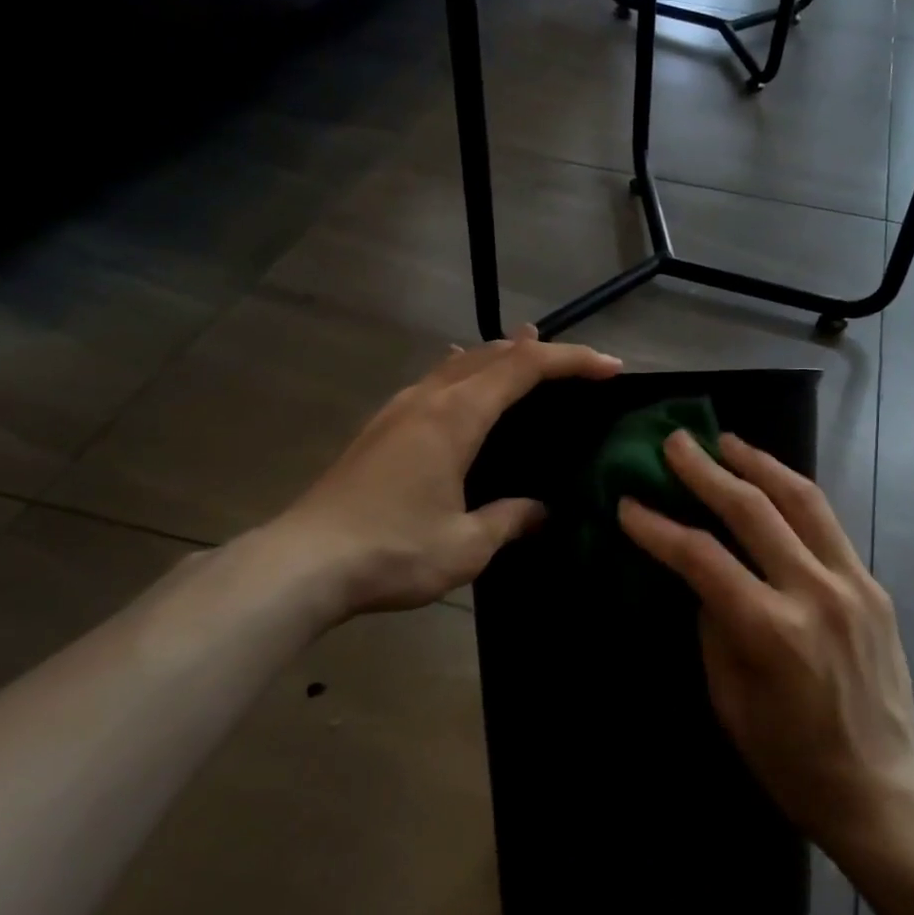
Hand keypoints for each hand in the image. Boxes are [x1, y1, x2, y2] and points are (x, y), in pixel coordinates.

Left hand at [269, 328, 620, 617]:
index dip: (571, 361)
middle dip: (539, 351)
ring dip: (498, 356)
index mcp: (455, 417)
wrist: (303, 563)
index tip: (610, 368)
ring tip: (525, 353)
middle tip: (577, 364)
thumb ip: (511, 519)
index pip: (524, 368)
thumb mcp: (467, 545)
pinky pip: (434, 381)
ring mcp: (398, 410)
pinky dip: (464, 373)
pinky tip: (460, 384)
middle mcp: (427, 399)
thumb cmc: (393, 551)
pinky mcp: (379, 428)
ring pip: (458, 364)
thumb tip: (543, 510)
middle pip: (491, 354)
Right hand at [617, 432, 913, 857]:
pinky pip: (828, 524)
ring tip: (727, 441)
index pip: (702, 557)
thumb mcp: (728, 700)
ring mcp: (852, 583)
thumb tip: (702, 575)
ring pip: (802, 499)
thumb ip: (713, 626)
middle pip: (753, 510)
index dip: (658, 526)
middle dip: (707, 470)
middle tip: (676, 441)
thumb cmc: (790, 759)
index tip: (628, 503)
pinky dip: (794, 494)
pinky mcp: (874, 584)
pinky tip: (772, 483)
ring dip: (759, 463)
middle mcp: (815, 593)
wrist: (882, 787)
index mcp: (770, 631)